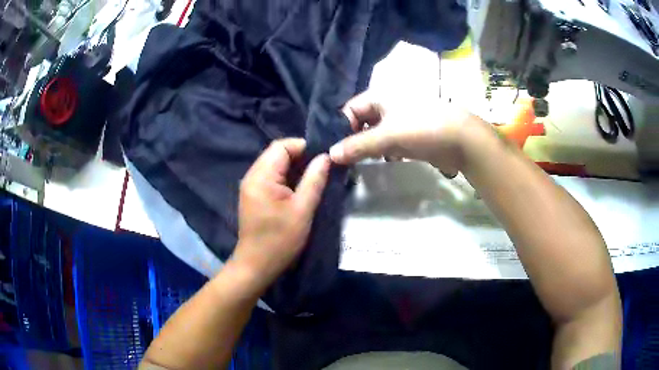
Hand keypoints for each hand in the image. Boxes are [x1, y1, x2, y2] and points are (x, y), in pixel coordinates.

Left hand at [232, 138, 329, 290]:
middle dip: (301, 157)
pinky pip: (272, 177)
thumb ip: (314, 180)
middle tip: (323, 168)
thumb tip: (326, 157)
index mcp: (261, 176)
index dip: (304, 147)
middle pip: (277, 153)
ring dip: (295, 167)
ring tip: (316, 177)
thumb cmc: (280, 240)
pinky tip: (301, 188)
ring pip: (275, 164)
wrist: (257, 265)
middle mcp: (252, 175)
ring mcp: (251, 185)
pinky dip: (287, 178)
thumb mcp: (302, 210)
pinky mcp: (254, 195)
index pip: (282, 146)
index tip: (324, 158)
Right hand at [329, 93, 474, 176]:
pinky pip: (389, 142)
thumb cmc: (423, 128)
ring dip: (367, 147)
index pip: (350, 109)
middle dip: (353, 139)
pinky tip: (380, 162)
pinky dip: (382, 152)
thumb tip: (330, 154)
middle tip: (344, 160)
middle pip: (361, 122)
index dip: (341, 127)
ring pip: (375, 133)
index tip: (335, 150)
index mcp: (380, 96)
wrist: (462, 140)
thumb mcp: (387, 136)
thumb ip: (358, 146)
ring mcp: (400, 121)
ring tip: (357, 164)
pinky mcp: (410, 135)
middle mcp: (387, 105)